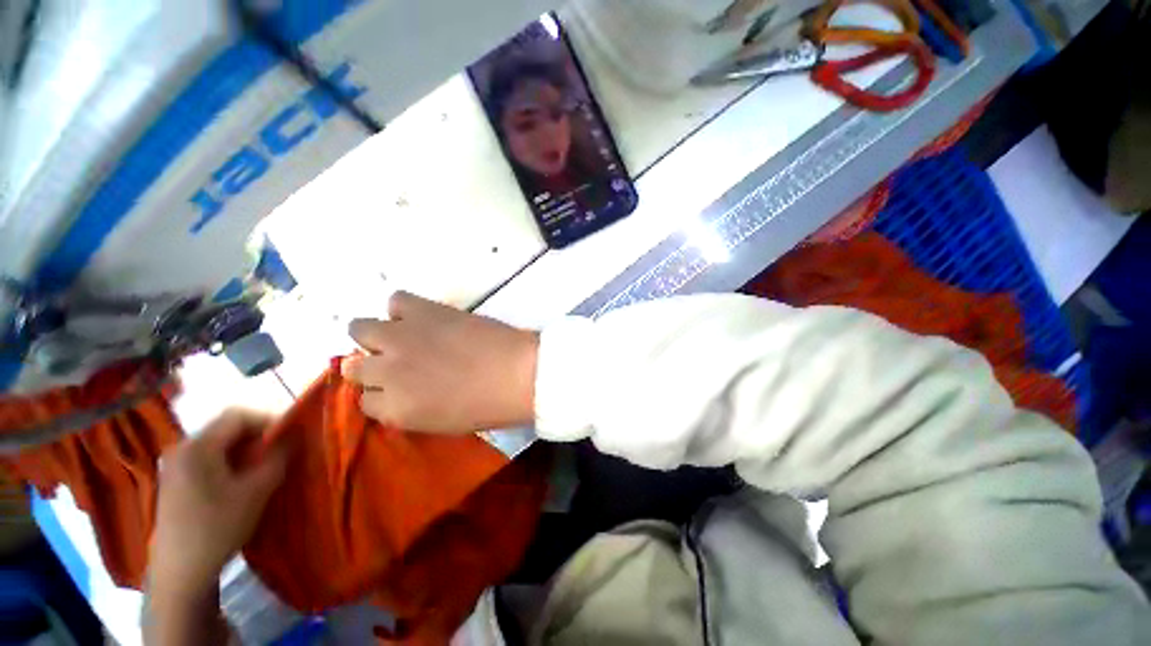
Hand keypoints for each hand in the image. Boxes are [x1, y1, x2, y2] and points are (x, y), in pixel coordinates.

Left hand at [150, 410, 287, 594]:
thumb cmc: (218, 527)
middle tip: (279, 454)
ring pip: (218, 444)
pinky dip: (229, 462)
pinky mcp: (174, 481)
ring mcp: (175, 465)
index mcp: (198, 446)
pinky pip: (207, 459)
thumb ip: (278, 458)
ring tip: (262, 469)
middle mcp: (182, 448)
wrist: (180, 572)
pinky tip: (239, 483)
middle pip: (226, 428)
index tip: (289, 437)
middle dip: (257, 437)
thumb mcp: (257, 492)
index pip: (238, 416)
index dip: (268, 420)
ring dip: (244, 451)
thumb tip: (294, 437)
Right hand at [342, 291, 538, 432]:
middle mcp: (386, 372)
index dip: (384, 393)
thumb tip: (398, 392)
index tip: (400, 388)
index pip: (365, 401)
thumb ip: (410, 409)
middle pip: (353, 365)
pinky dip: (405, 308)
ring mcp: (402, 338)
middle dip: (373, 365)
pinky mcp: (424, 311)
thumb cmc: (489, 407)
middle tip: (401, 361)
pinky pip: (397, 300)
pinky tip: (424, 317)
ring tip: (406, 336)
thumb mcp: (441, 423)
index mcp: (394, 409)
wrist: (518, 374)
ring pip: (360, 328)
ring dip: (378, 334)